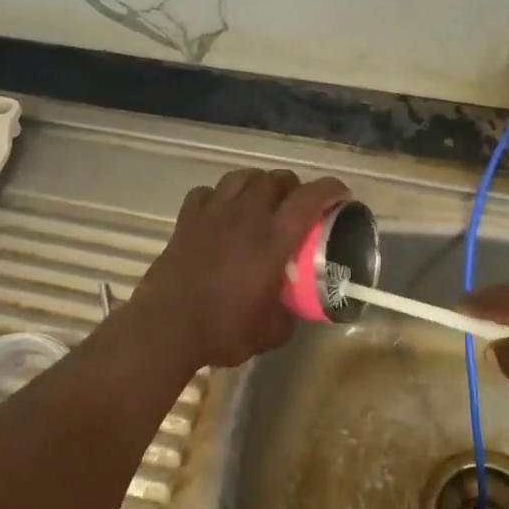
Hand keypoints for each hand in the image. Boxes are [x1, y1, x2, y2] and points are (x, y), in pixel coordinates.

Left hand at [127, 168, 349, 370]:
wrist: (166, 328)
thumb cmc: (223, 330)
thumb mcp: (272, 331)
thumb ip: (288, 312)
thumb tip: (291, 307)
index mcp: (273, 239)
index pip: (309, 199)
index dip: (330, 189)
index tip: (342, 194)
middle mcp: (246, 217)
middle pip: (275, 179)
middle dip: (293, 186)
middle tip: (297, 205)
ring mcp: (213, 214)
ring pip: (241, 177)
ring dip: (258, 183)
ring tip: (261, 200)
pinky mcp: (186, 221)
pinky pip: (206, 192)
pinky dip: (219, 196)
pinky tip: (221, 212)